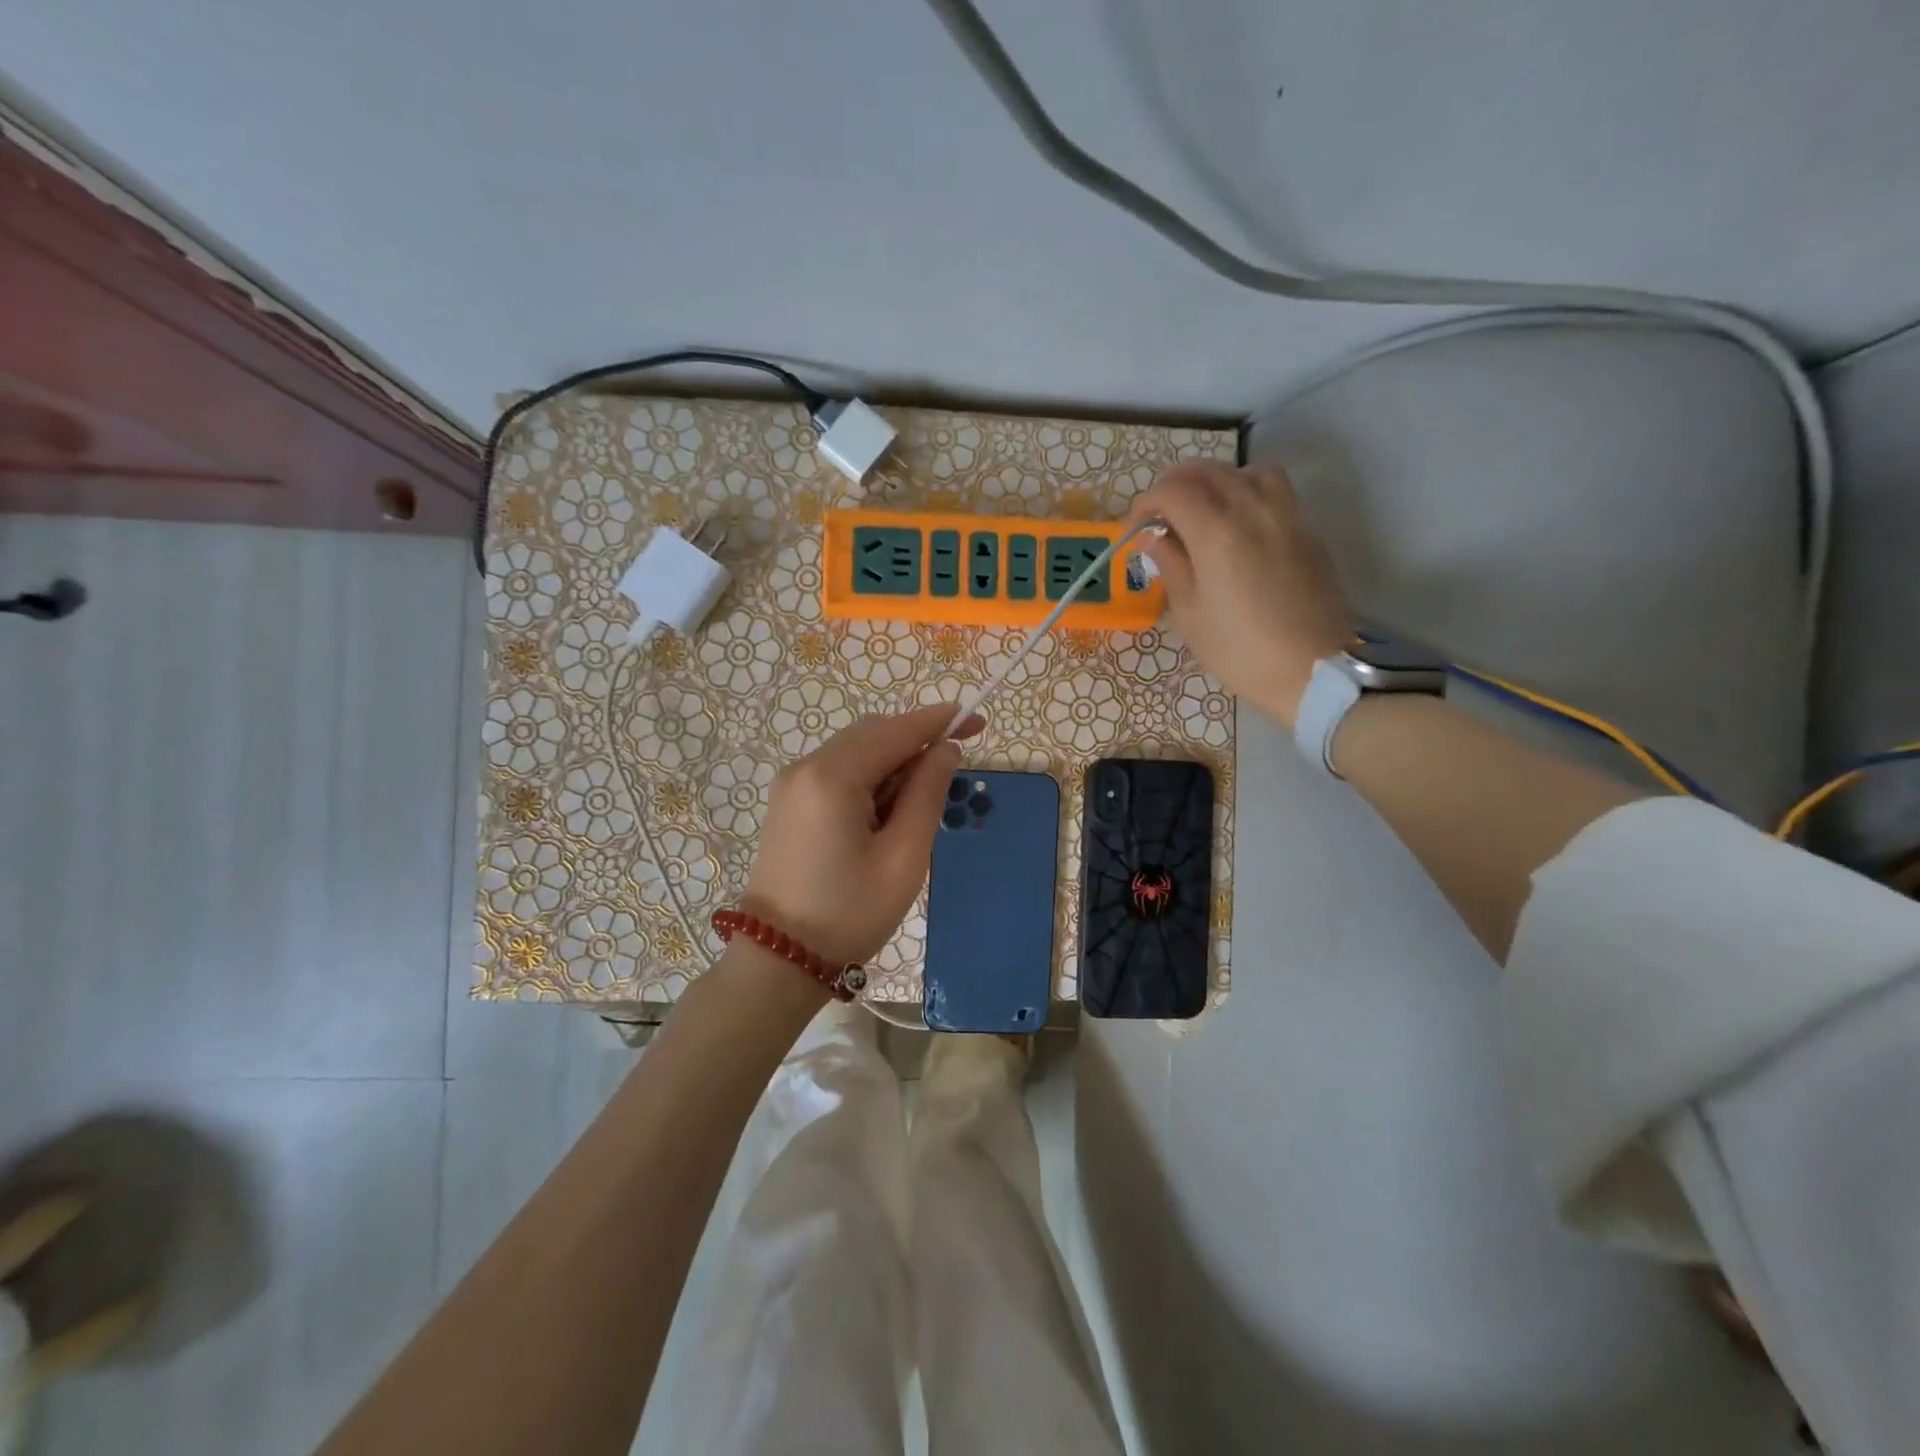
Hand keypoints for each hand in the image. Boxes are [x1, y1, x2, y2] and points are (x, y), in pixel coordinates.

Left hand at [743, 704, 982, 965]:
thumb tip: (946, 750)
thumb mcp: (903, 857)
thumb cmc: (849, 913)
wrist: (778, 961)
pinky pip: (838, 772)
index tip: (977, 721)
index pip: (895, 730)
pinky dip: (870, 778)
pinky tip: (887, 811)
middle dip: (915, 742)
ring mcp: (792, 784)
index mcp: (832, 777)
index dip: (939, 722)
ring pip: (855, 751)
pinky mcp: (789, 802)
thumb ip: (927, 794)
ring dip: (893, 763)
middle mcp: (806, 767)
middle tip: (953, 770)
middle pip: (872, 733)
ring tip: (920, 804)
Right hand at [1128, 462, 1351, 728]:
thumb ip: (1171, 565)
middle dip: (1176, 485)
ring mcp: (1286, 516)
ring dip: (1218, 481)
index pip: (1173, 491)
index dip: (1147, 503)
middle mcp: (1252, 510)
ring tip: (1206, 510)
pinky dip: (1249, 493)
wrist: (1312, 670)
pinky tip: (1240, 526)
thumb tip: (1155, 538)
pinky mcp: (1308, 530)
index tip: (1137, 528)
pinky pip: (1275, 491)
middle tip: (1162, 516)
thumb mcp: (1190, 615)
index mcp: (1216, 533)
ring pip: (1247, 471)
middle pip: (1208, 471)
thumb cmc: (1239, 650)